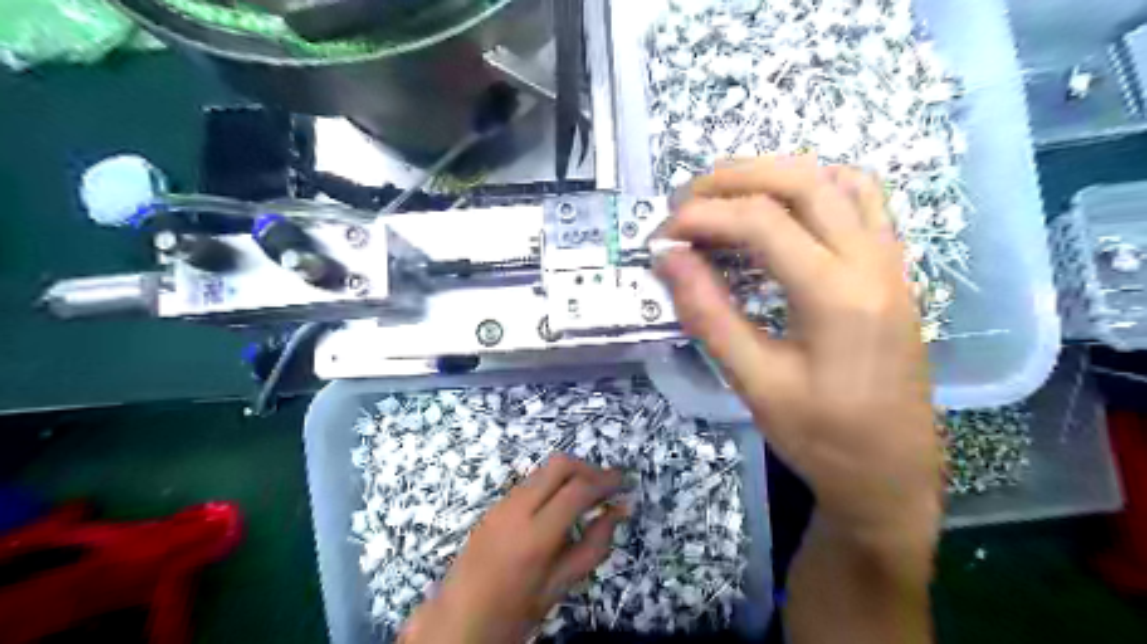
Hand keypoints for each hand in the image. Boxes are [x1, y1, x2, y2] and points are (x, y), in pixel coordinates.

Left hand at [400, 453, 625, 643]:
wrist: (457, 620)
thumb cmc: (514, 612)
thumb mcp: (559, 586)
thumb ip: (593, 546)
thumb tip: (618, 512)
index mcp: (536, 535)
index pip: (578, 489)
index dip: (606, 481)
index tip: (624, 483)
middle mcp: (517, 508)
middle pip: (560, 465)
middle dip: (588, 468)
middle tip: (607, 487)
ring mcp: (502, 503)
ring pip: (543, 470)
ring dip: (570, 474)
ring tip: (588, 496)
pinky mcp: (494, 505)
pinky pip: (530, 482)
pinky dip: (552, 483)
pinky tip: (560, 505)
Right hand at [653, 156, 940, 543]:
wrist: (893, 472)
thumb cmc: (822, 438)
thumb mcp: (755, 383)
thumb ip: (709, 315)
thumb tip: (668, 259)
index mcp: (838, 295)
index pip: (762, 221)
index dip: (703, 216)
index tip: (662, 236)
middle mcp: (872, 261)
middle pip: (802, 180)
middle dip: (734, 178)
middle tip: (685, 201)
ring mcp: (890, 260)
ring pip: (836, 179)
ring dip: (775, 174)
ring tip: (725, 198)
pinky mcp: (892, 269)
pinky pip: (861, 200)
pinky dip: (814, 187)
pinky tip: (782, 210)